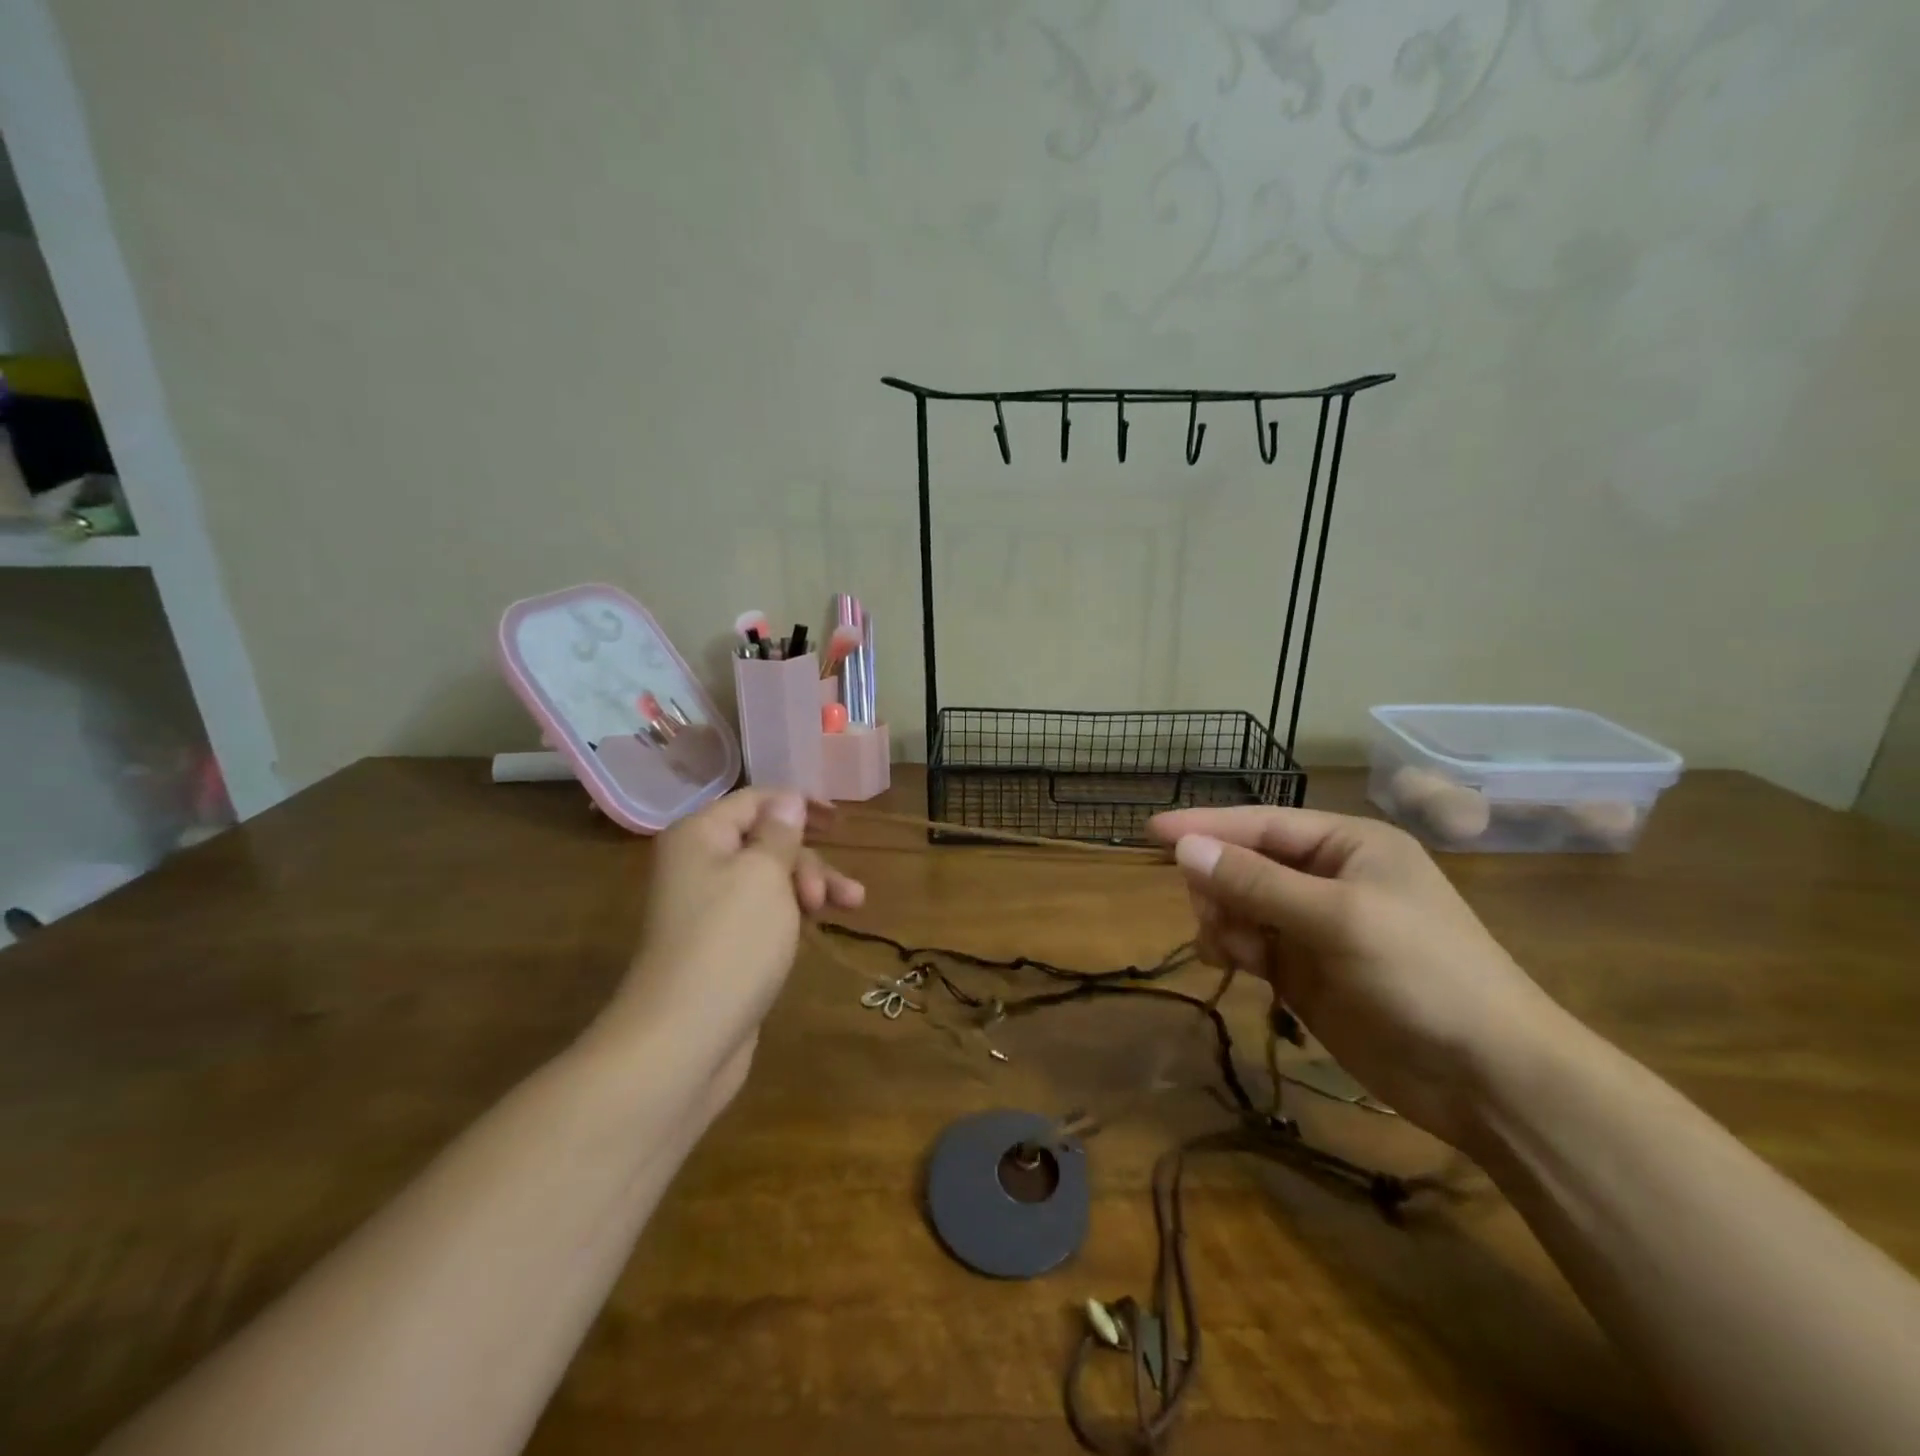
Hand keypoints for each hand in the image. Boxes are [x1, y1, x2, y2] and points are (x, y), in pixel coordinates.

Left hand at [600, 789, 863, 1086]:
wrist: (684, 1039)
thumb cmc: (730, 942)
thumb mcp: (765, 875)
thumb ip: (780, 833)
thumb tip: (786, 800)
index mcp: (700, 835)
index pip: (755, 801)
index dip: (798, 804)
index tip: (839, 819)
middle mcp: (699, 864)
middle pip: (766, 842)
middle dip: (808, 860)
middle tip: (830, 894)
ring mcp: (709, 907)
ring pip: (771, 879)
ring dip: (812, 886)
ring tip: (852, 905)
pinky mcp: (723, 944)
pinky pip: (766, 912)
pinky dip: (795, 913)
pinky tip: (820, 925)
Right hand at [1150, 805, 1569, 1147]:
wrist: (1489, 1078)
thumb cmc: (1422, 974)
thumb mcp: (1337, 918)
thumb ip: (1256, 882)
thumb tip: (1183, 848)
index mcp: (1347, 846)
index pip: (1260, 823)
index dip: (1205, 826)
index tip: (1150, 831)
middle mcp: (1328, 878)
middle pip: (1245, 862)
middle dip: (1219, 883)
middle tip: (1207, 914)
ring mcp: (1315, 926)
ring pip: (1241, 905)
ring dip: (1223, 919)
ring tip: (1227, 949)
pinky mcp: (1306, 971)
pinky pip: (1250, 943)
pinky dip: (1233, 948)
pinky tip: (1230, 964)